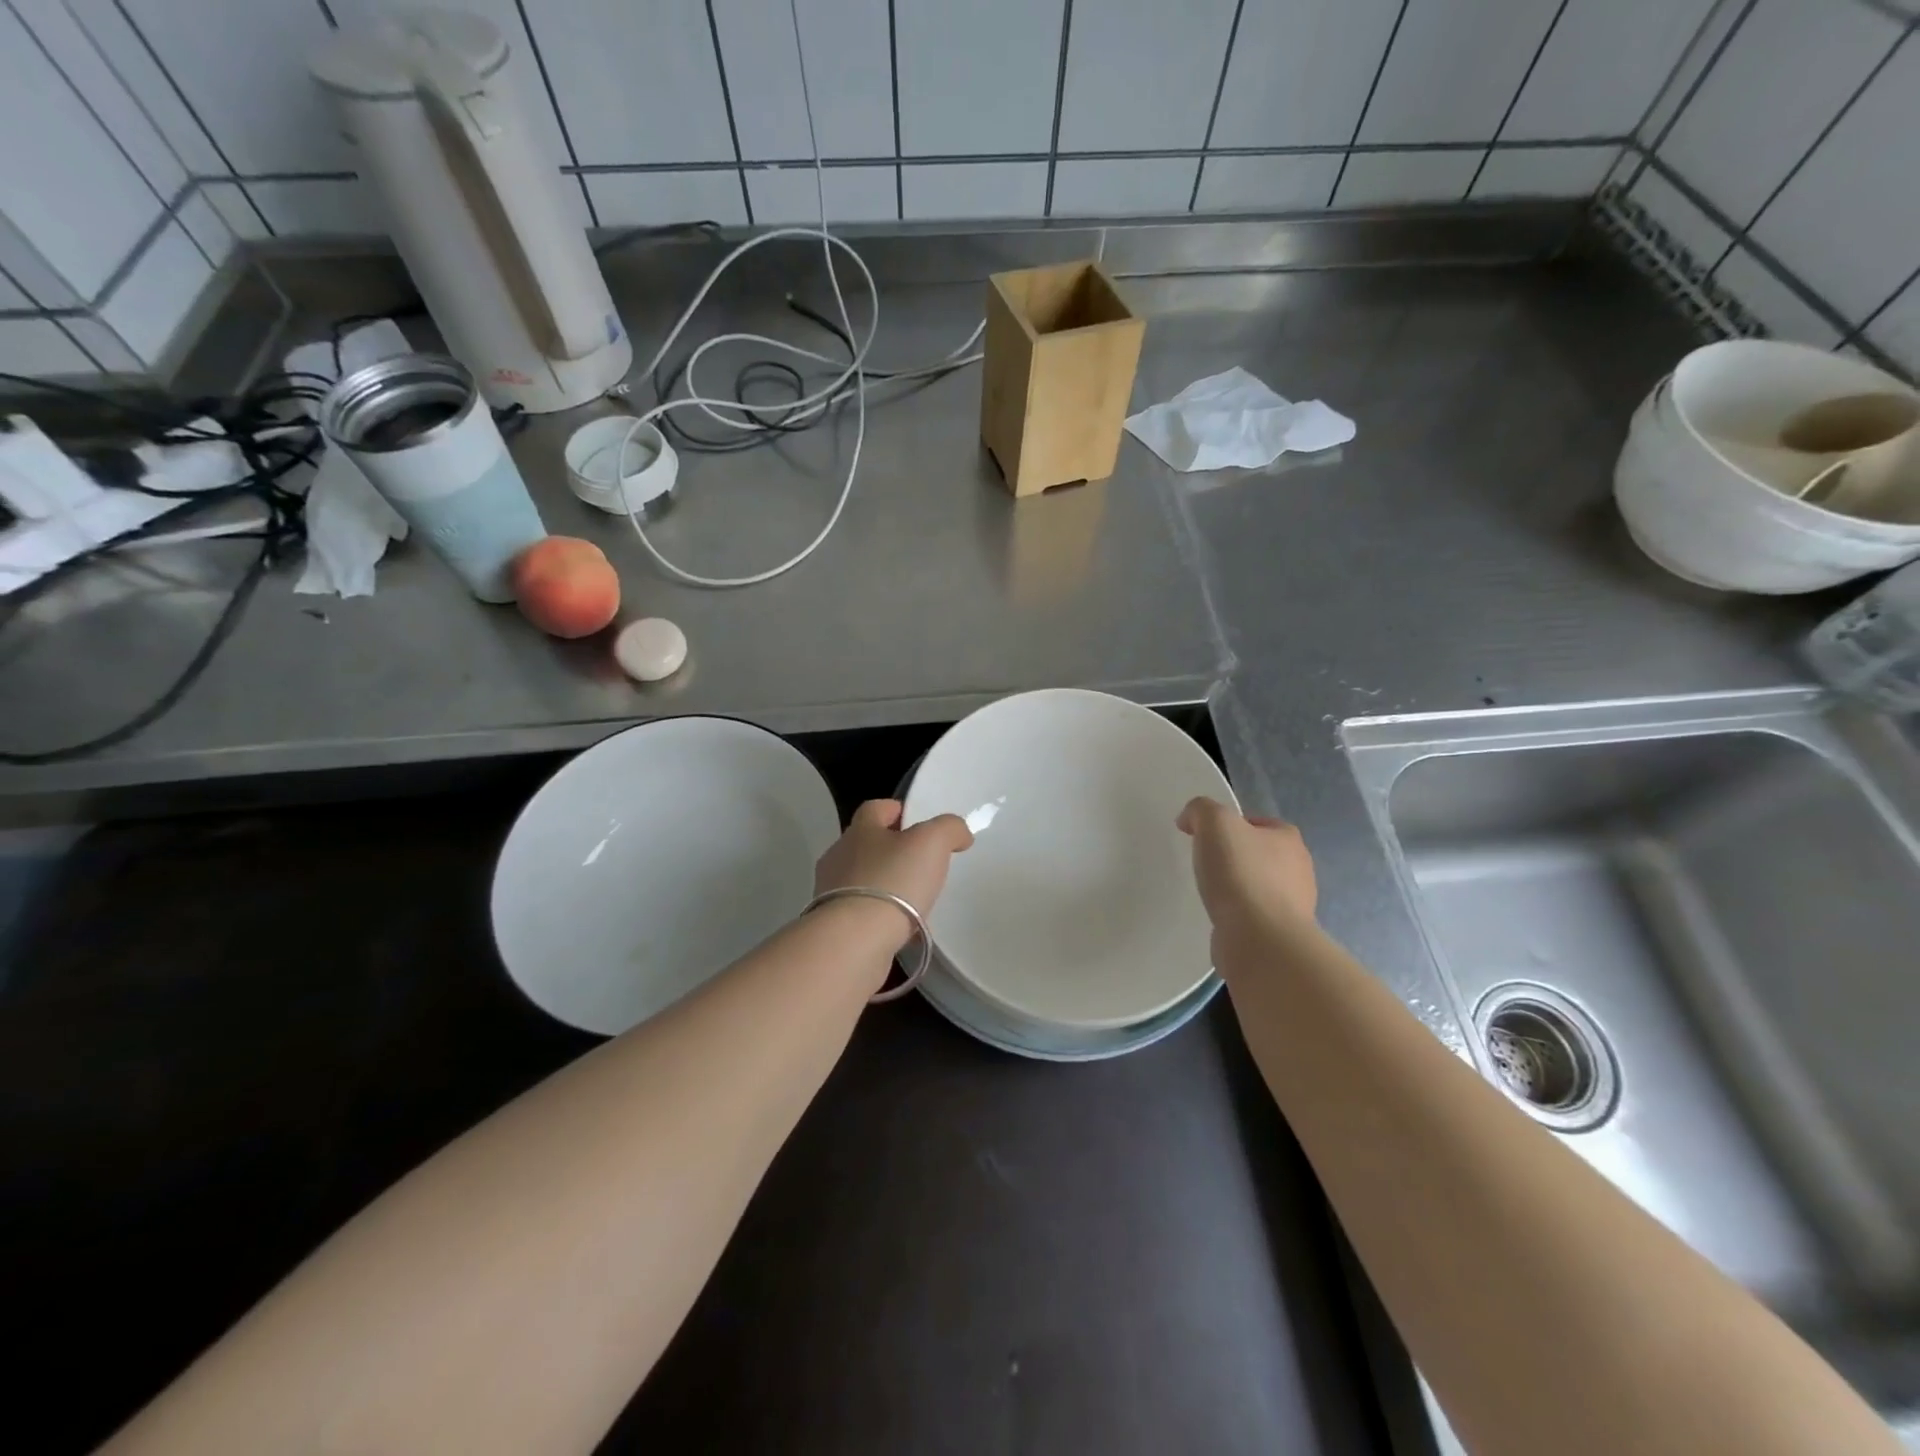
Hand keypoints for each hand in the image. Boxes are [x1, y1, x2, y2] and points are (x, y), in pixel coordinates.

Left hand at [815, 799, 973, 930]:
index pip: (875, 808)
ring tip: (913, 900)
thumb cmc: (893, 881)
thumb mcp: (931, 842)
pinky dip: (878, 915)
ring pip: (862, 879)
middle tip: (921, 863)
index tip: (917, 821)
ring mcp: (830, 893)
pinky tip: (899, 928)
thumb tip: (959, 834)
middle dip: (891, 850)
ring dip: (884, 884)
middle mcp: (839, 857)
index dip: (896, 810)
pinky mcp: (833, 926)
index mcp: (860, 830)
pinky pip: (860, 912)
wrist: (855, 941)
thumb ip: (949, 829)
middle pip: (866, 844)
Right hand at [1176, 797, 1316, 931]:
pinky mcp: (1280, 934)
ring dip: (1236, 889)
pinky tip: (1220, 918)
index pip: (1257, 823)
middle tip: (1205, 864)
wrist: (1260, 939)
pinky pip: (1254, 916)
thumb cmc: (1241, 873)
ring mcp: (1294, 905)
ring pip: (1258, 887)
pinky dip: (1237, 916)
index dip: (1230, 826)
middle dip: (1234, 858)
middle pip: (1259, 855)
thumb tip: (1190, 819)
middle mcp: (1298, 869)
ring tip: (1210, 894)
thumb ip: (1201, 810)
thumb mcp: (1215, 822)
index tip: (1205, 837)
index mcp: (1288, 839)